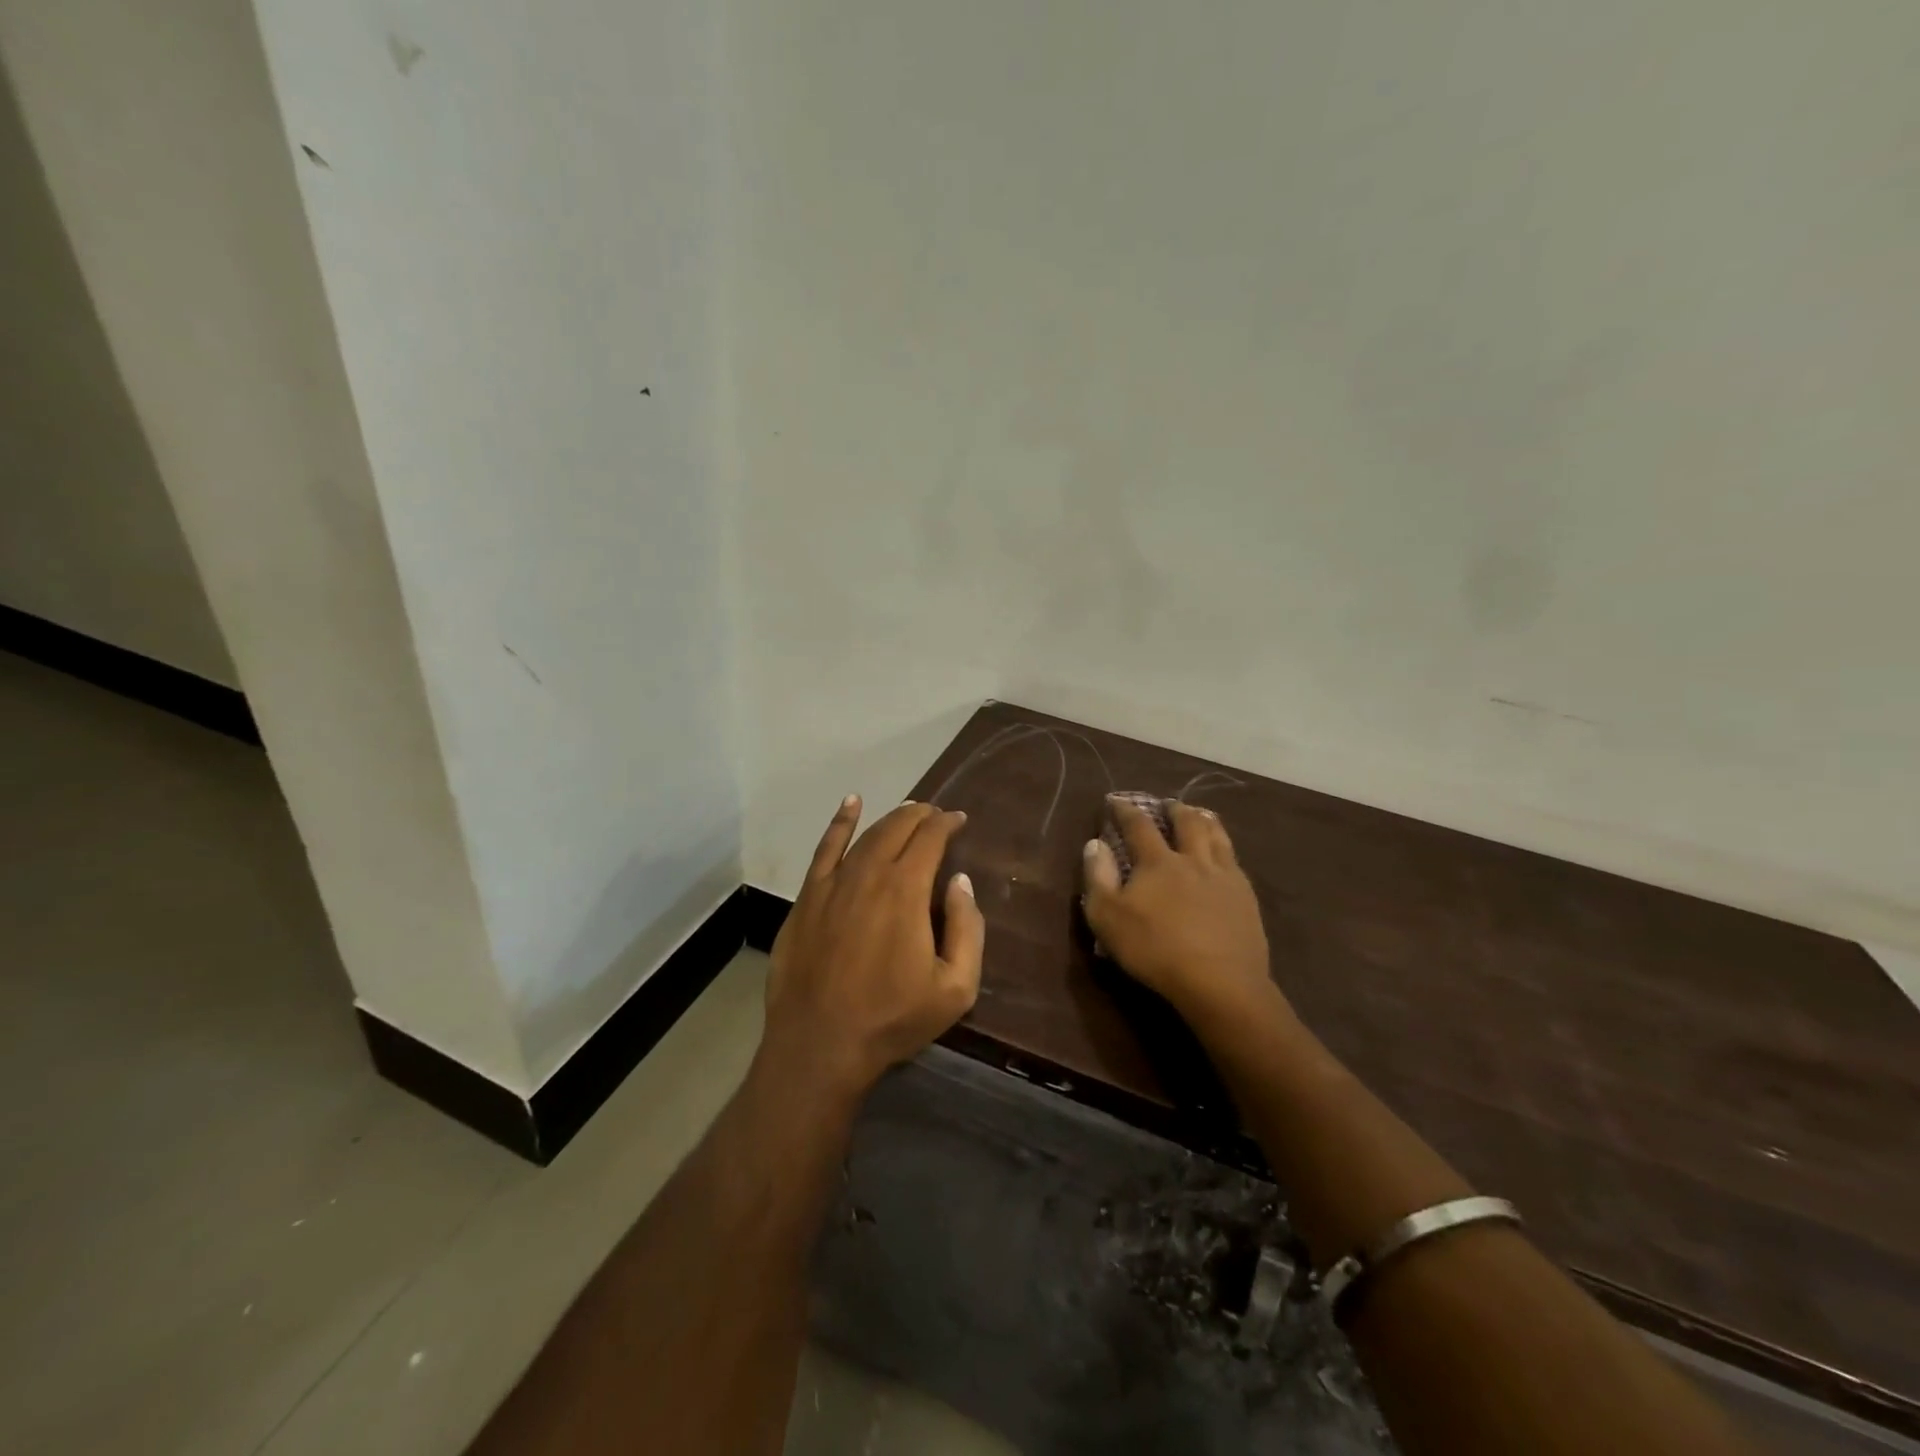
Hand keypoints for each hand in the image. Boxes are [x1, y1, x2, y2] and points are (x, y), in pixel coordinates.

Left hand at [764, 796, 984, 1100]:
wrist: (819, 1044)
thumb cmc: (892, 1019)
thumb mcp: (955, 988)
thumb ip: (968, 929)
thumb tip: (960, 882)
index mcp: (906, 891)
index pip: (930, 838)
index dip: (947, 824)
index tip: (959, 821)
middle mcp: (869, 874)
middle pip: (898, 828)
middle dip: (921, 815)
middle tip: (936, 815)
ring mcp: (833, 883)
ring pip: (866, 836)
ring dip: (890, 819)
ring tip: (907, 811)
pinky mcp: (807, 897)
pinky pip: (825, 849)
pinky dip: (840, 823)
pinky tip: (850, 804)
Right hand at [1082, 797, 1281, 1029]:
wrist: (1220, 982)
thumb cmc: (1155, 949)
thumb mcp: (1107, 917)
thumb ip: (1098, 877)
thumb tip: (1095, 844)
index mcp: (1158, 862)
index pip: (1139, 825)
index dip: (1125, 810)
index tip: (1116, 800)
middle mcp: (1193, 859)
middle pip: (1186, 822)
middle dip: (1174, 809)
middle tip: (1167, 804)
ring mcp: (1224, 877)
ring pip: (1217, 836)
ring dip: (1205, 820)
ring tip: (1200, 815)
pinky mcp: (1246, 898)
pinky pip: (1236, 861)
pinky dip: (1226, 848)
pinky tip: (1226, 856)